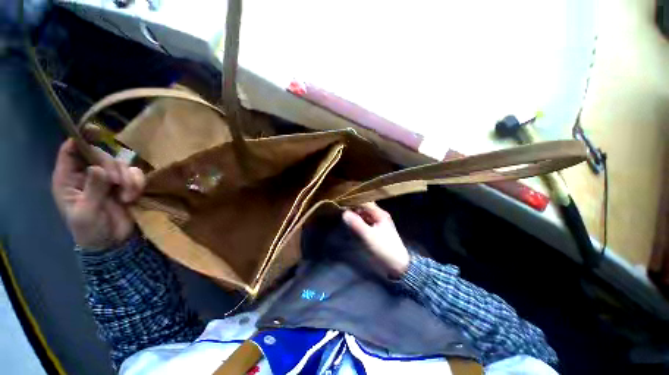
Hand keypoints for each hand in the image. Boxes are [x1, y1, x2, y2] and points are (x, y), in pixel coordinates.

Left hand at [52, 139, 144, 249]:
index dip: (80, 138)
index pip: (71, 151)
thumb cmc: (90, 230)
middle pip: (100, 155)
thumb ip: (92, 190)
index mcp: (69, 179)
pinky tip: (133, 196)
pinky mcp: (127, 184)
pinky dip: (138, 183)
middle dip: (111, 167)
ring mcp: (109, 179)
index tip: (95, 131)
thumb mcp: (86, 213)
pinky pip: (136, 174)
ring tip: (127, 196)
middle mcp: (88, 174)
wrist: (113, 242)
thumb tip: (97, 168)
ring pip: (121, 164)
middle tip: (117, 184)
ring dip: (127, 178)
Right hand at [342, 202, 409, 277]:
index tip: (341, 203)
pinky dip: (357, 223)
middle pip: (363, 208)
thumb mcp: (369, 236)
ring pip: (362, 216)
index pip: (365, 202)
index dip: (354, 202)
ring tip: (343, 218)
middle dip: (353, 209)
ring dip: (354, 216)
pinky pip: (364, 223)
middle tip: (340, 211)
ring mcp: (376, 223)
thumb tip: (344, 213)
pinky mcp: (374, 231)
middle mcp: (378, 216)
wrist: (397, 266)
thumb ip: (356, 224)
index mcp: (379, 214)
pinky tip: (350, 226)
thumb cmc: (384, 249)